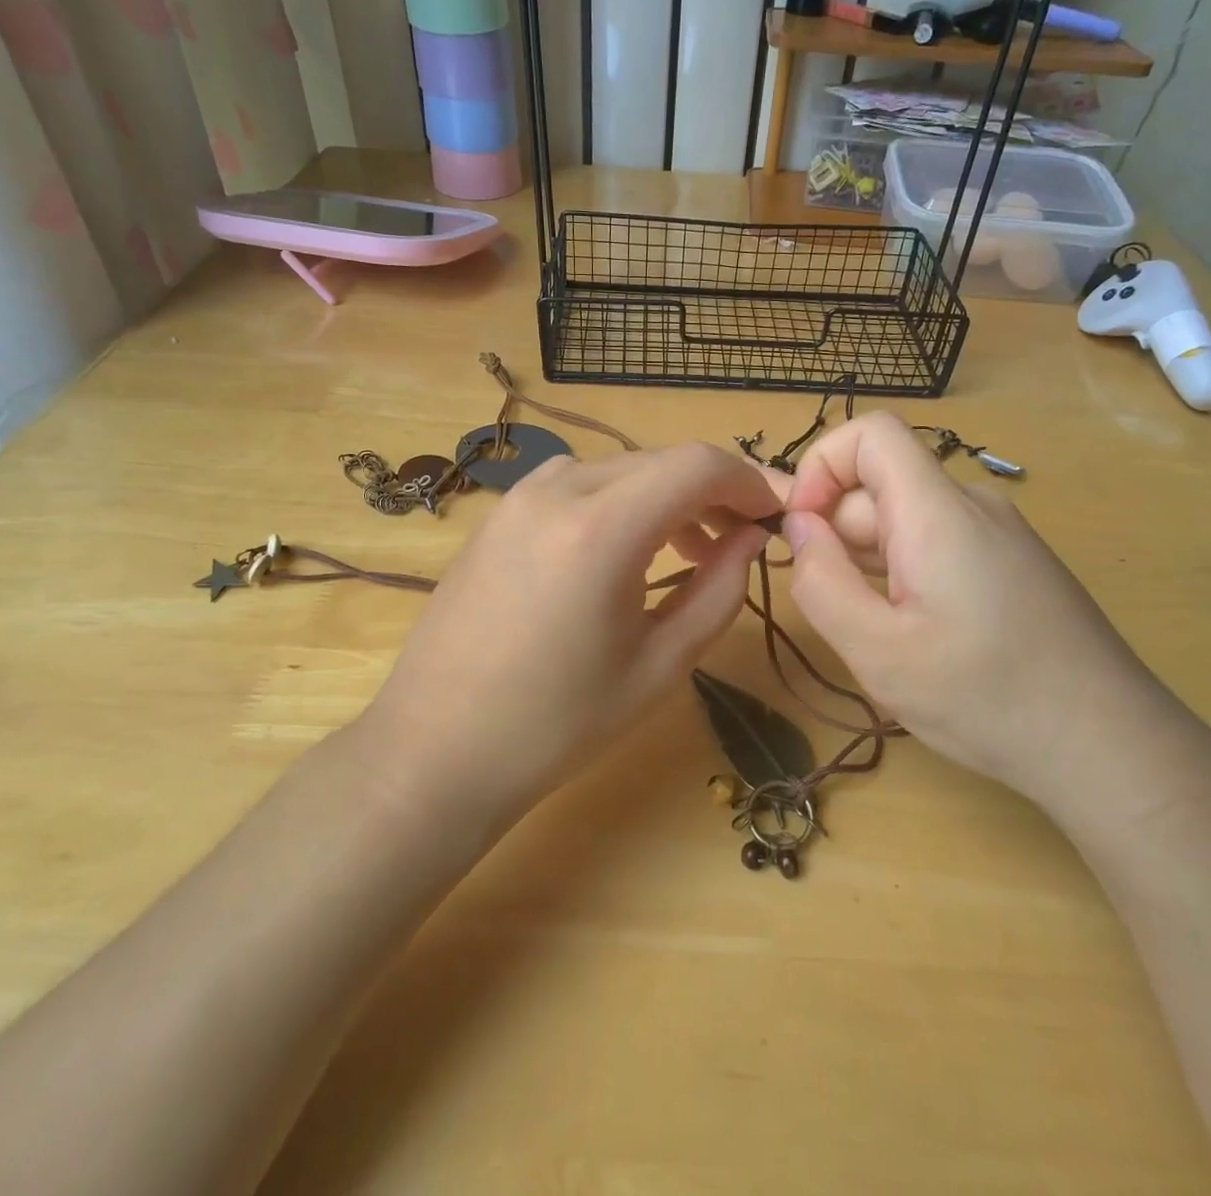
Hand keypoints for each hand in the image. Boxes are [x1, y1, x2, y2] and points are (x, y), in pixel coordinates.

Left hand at [362, 443, 777, 822]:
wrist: (435, 748)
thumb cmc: (557, 724)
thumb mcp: (660, 664)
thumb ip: (719, 590)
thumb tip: (751, 538)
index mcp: (601, 527)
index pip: (699, 465)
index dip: (749, 482)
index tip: (774, 516)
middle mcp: (557, 489)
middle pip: (661, 461)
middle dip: (713, 492)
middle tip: (741, 541)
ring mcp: (519, 496)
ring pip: (621, 469)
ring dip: (666, 498)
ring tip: (689, 552)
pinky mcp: (499, 512)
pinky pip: (578, 485)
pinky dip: (620, 503)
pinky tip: (624, 552)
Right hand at [780, 414, 1210, 834]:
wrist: (1112, 746)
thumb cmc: (988, 698)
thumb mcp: (879, 651)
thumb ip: (821, 580)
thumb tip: (798, 524)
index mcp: (937, 511)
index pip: (870, 432)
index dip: (821, 465)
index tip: (803, 530)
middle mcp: (971, 505)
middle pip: (881, 486)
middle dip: (839, 536)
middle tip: (840, 613)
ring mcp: (998, 534)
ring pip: (906, 521)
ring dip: (870, 564)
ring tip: (881, 635)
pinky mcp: (1013, 563)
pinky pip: (937, 545)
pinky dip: (906, 575)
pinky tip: (920, 637)